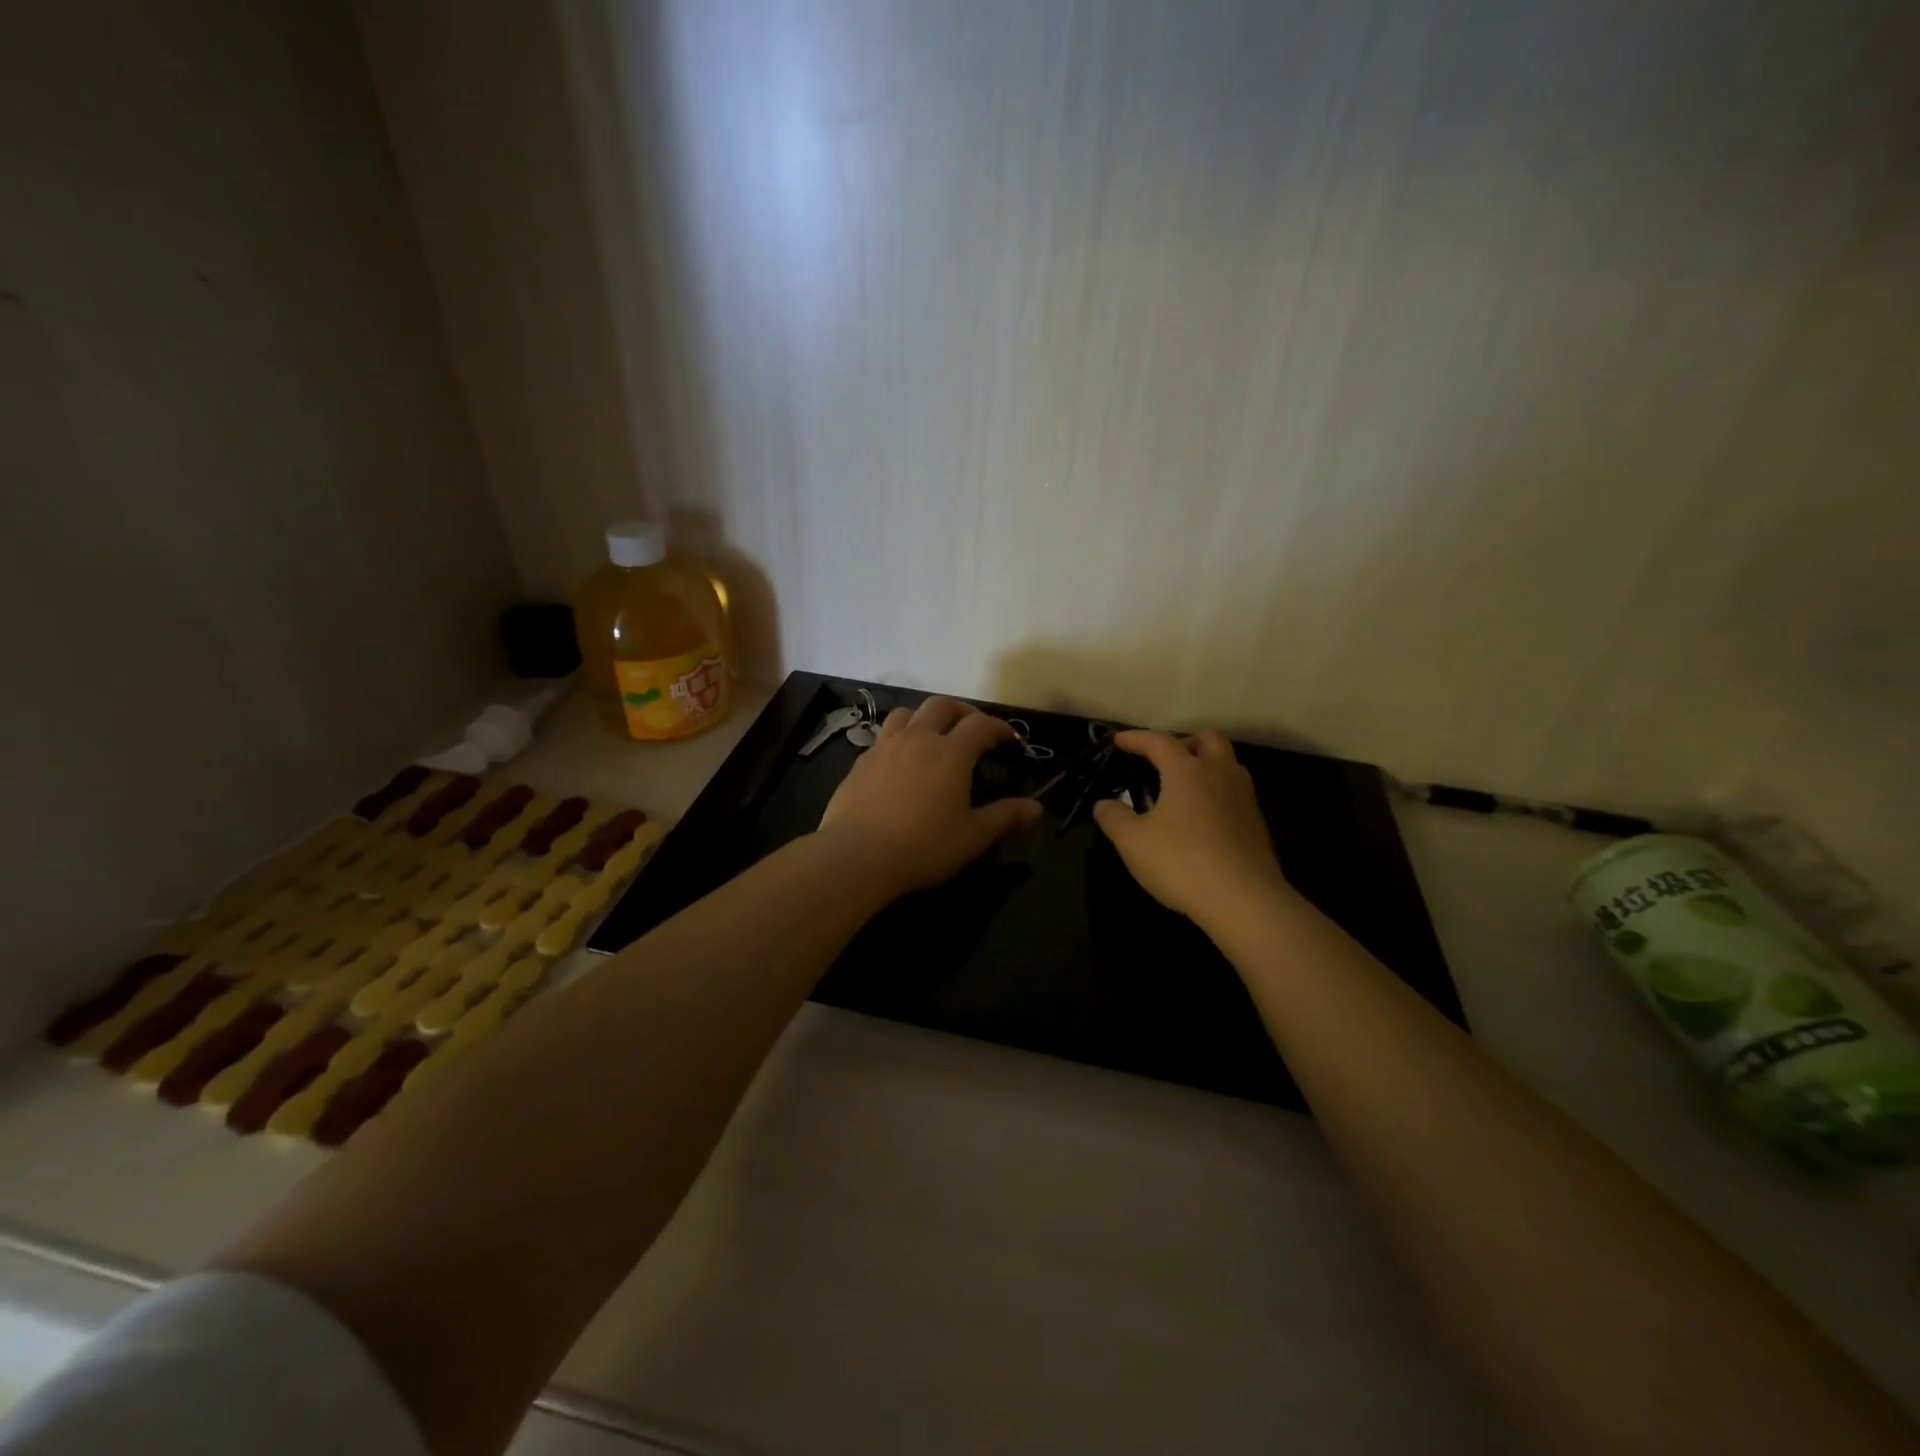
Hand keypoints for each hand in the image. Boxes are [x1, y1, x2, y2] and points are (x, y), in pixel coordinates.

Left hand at [818, 697, 1042, 896]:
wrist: (856, 855)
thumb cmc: (923, 846)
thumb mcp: (973, 837)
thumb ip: (1005, 817)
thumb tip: (1037, 808)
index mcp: (950, 753)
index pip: (981, 725)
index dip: (999, 728)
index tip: (1009, 739)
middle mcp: (917, 739)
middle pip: (941, 706)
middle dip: (962, 711)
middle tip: (972, 727)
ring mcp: (884, 747)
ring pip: (906, 714)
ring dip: (924, 718)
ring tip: (932, 735)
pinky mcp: (860, 763)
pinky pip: (883, 737)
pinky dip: (898, 739)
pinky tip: (899, 762)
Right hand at [1092, 729, 1293, 929]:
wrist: (1244, 901)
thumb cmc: (1182, 862)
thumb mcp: (1133, 842)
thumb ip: (1114, 818)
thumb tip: (1104, 804)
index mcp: (1187, 771)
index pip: (1159, 741)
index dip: (1136, 738)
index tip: (1118, 741)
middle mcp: (1220, 774)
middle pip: (1209, 738)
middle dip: (1185, 741)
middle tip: (1165, 760)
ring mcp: (1244, 798)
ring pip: (1228, 764)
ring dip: (1207, 765)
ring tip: (1185, 788)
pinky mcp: (1257, 824)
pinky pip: (1236, 792)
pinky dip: (1218, 792)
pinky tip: (1202, 818)